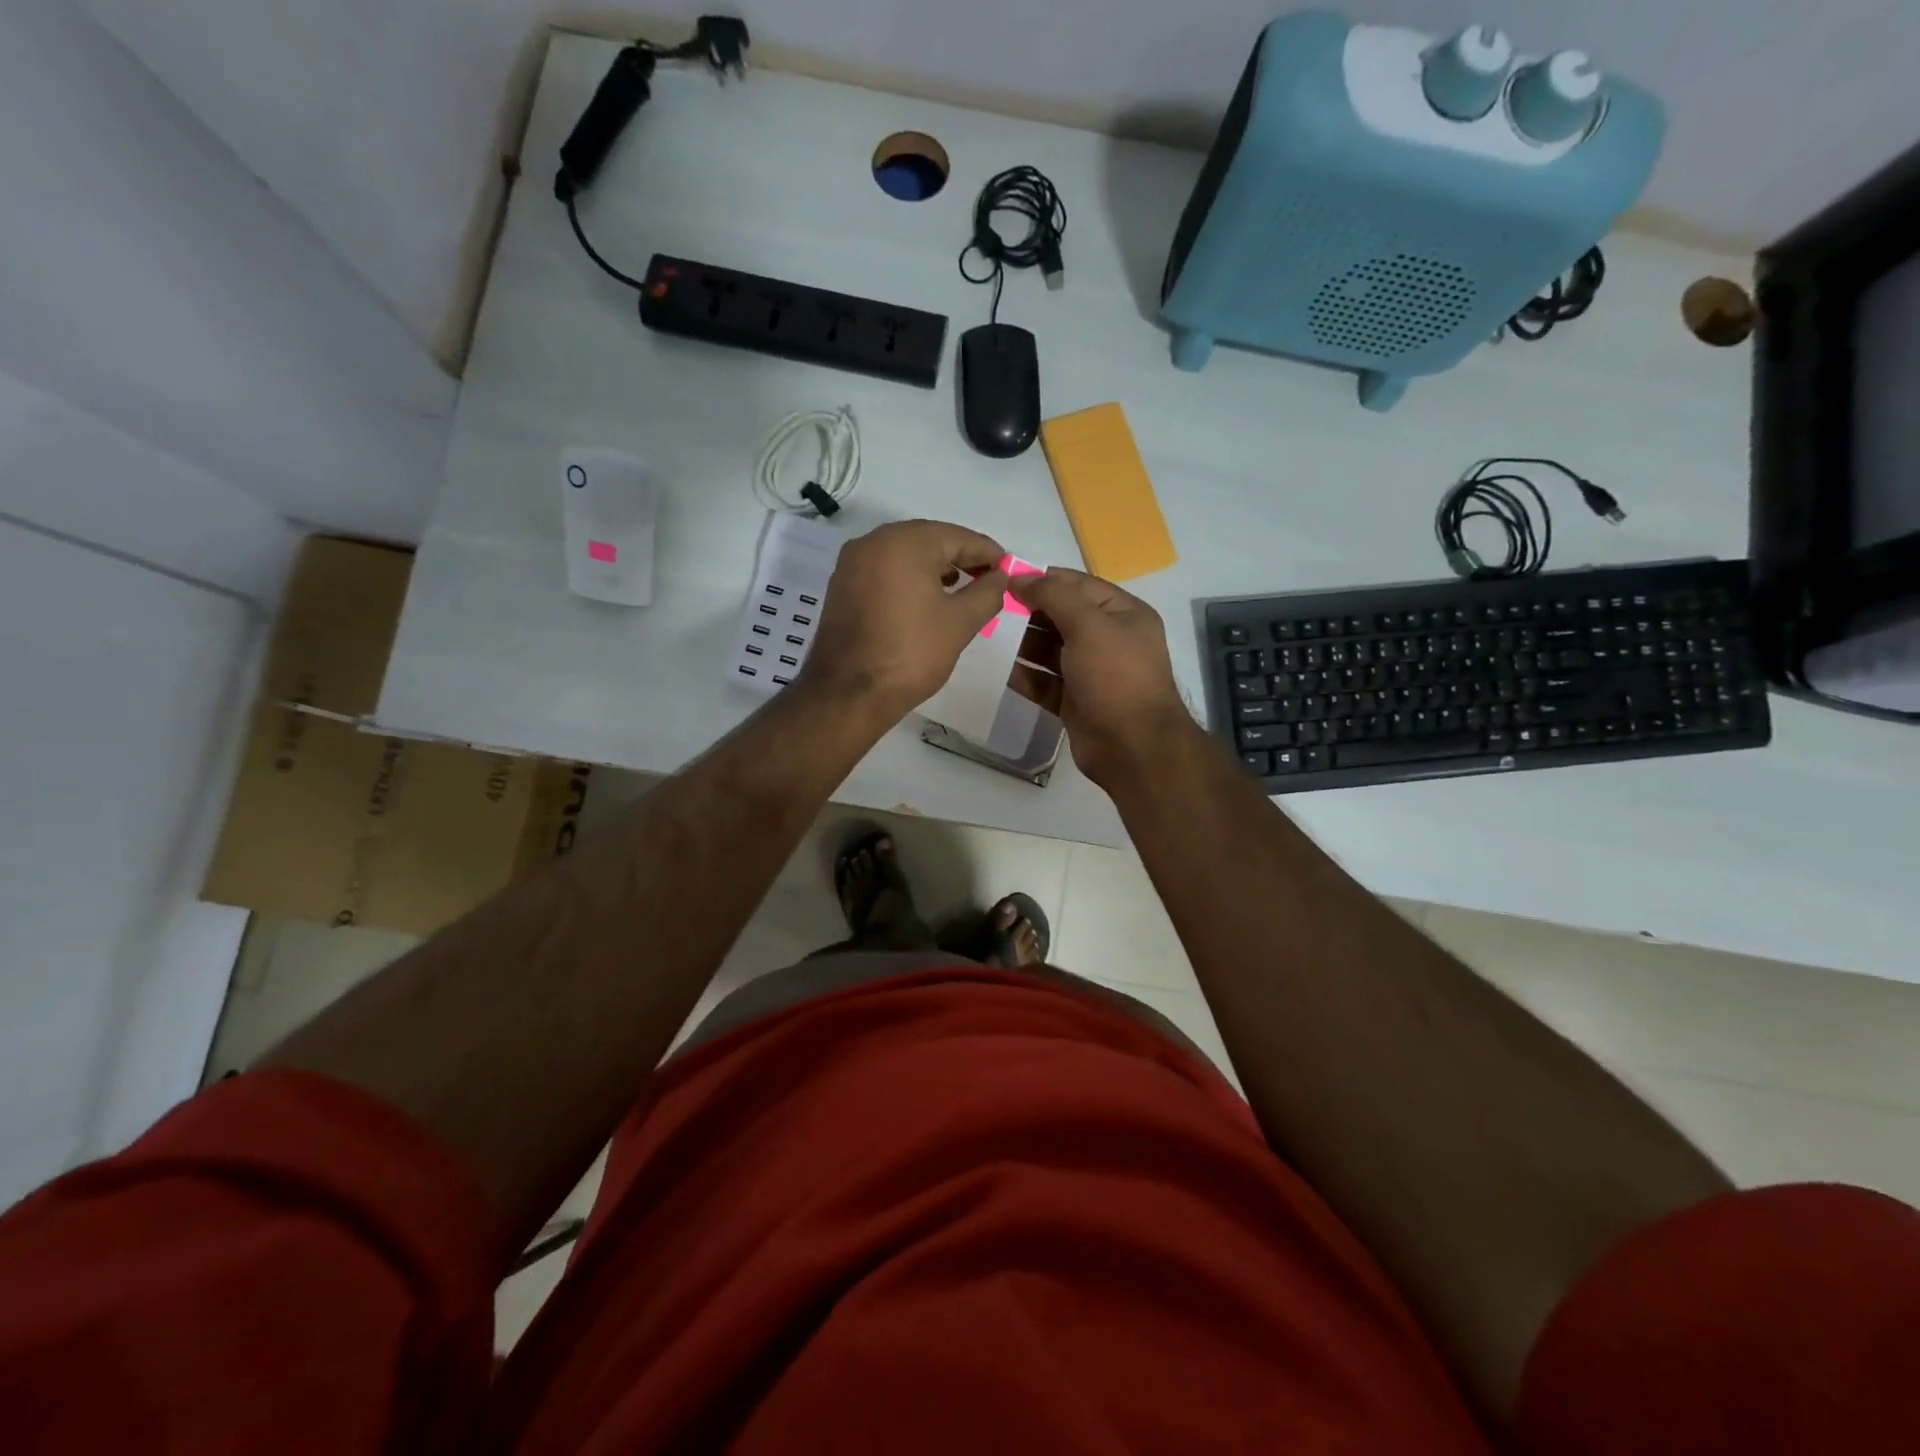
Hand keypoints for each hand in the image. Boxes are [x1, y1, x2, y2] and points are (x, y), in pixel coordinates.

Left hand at [800, 519, 1007, 720]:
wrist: (849, 694)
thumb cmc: (910, 654)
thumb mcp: (960, 623)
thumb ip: (987, 592)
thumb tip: (999, 576)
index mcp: (903, 543)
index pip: (957, 536)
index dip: (987, 552)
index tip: (1008, 568)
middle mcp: (873, 542)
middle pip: (928, 539)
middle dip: (960, 557)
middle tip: (988, 577)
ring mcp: (852, 563)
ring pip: (904, 554)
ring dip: (935, 567)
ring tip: (962, 589)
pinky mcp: (842, 585)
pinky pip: (885, 570)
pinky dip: (909, 577)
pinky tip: (926, 598)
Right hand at [1010, 567, 1191, 786]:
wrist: (1132, 747)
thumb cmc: (1115, 677)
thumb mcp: (1088, 625)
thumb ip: (1054, 596)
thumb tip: (1020, 577)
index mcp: (1123, 614)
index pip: (1079, 585)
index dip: (1044, 579)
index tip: (1006, 577)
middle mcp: (1110, 640)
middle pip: (1063, 616)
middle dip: (1031, 611)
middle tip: (993, 608)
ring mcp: (1093, 673)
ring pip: (1052, 650)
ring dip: (1025, 643)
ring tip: (992, 636)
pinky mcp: (1076, 701)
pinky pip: (1046, 682)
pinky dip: (1027, 676)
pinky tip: (1004, 671)